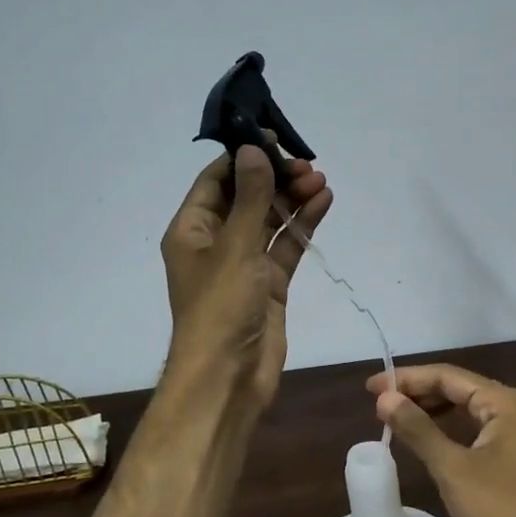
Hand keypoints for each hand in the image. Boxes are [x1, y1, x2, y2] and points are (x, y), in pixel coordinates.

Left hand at [162, 144, 332, 414]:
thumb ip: (249, 197)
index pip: (216, 180)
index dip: (245, 157)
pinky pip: (285, 246)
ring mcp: (243, 264)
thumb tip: (254, 150)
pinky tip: (323, 203)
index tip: (274, 139)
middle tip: (308, 165)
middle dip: (275, 179)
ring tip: (321, 180)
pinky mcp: (268, 284)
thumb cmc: (220, 308)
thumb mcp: (235, 246)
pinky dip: (302, 225)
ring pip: (269, 220)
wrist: (229, 377)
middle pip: (246, 197)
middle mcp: (215, 242)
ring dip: (292, 199)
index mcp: (192, 230)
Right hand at [370, 364, 515, 516]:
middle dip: (419, 391)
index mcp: (506, 402)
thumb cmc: (499, 508)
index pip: (448, 376)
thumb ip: (417, 428)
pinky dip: (450, 426)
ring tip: (398, 414)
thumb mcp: (452, 467)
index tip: (372, 386)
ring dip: (433, 408)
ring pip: (468, 407)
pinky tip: (428, 434)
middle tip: (380, 400)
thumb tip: (384, 398)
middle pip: (460, 387)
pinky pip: (477, 426)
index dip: (407, 379)